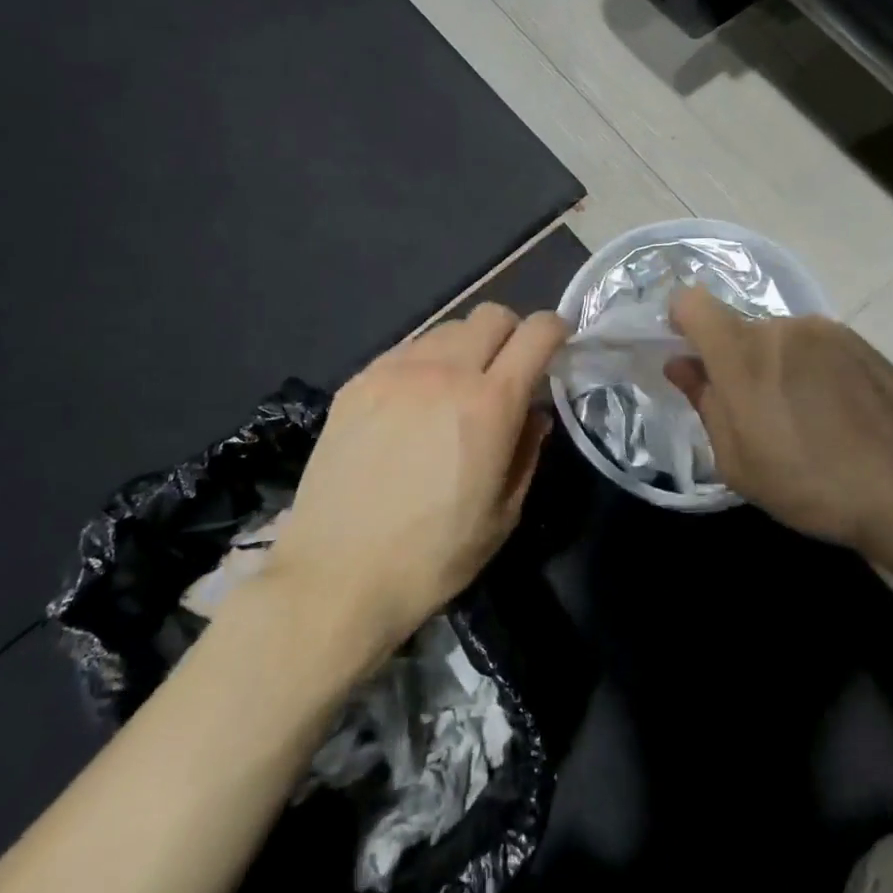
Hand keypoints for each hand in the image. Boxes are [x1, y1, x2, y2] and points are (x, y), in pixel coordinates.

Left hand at [271, 303, 566, 656]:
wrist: (335, 577)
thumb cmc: (432, 557)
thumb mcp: (503, 514)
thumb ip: (527, 450)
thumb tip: (533, 412)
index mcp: (490, 404)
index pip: (537, 332)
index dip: (556, 331)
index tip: (558, 347)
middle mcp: (444, 372)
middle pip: (492, 315)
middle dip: (512, 334)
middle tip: (507, 372)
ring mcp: (395, 372)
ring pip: (447, 328)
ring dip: (466, 347)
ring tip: (455, 389)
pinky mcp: (358, 382)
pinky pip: (406, 349)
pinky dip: (425, 362)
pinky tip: (414, 403)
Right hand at [666, 285, 892, 597]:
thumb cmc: (812, 485)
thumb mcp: (738, 462)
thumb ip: (704, 403)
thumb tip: (682, 364)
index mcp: (744, 351)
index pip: (692, 303)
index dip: (681, 322)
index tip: (690, 359)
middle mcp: (785, 326)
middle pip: (741, 330)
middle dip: (736, 362)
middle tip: (755, 416)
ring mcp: (830, 332)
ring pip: (782, 340)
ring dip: (778, 368)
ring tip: (805, 422)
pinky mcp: (865, 344)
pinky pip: (819, 348)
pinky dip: (813, 372)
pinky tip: (839, 417)